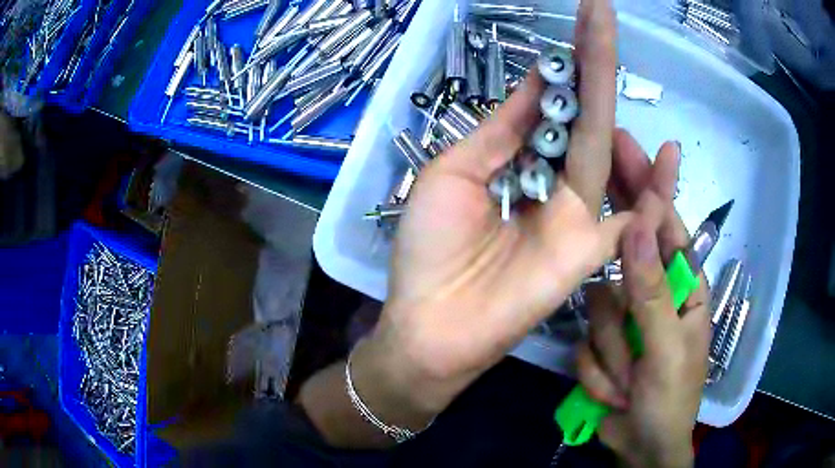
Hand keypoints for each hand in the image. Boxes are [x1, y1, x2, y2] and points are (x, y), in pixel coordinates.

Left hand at [356, 0, 625, 420]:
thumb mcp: (456, 173)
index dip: (561, 63)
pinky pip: (629, 220)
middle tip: (601, 14)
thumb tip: (537, 79)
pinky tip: (668, 154)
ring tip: (619, 51)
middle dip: (592, 63)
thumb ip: (502, 130)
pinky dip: (652, 192)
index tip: (575, 22)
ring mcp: (575, 218)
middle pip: (583, 116)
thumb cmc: (430, 249)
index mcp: (516, 163)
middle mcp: (551, 183)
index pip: (550, 104)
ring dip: (615, 104)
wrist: (431, 321)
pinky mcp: (588, 254)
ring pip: (608, 154)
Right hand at [577, 130, 711, 467]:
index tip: (627, 144)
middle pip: (627, 256)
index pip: (665, 225)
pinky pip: (583, 345)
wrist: (640, 447)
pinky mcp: (598, 346)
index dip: (649, 184)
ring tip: (629, 381)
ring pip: (597, 310)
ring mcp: (621, 322)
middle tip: (590, 186)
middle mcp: (650, 295)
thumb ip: (652, 292)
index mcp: (681, 287)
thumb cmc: (671, 400)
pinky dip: (598, 373)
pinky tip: (615, 392)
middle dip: (616, 245)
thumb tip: (635, 228)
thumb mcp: (668, 349)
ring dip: (611, 351)